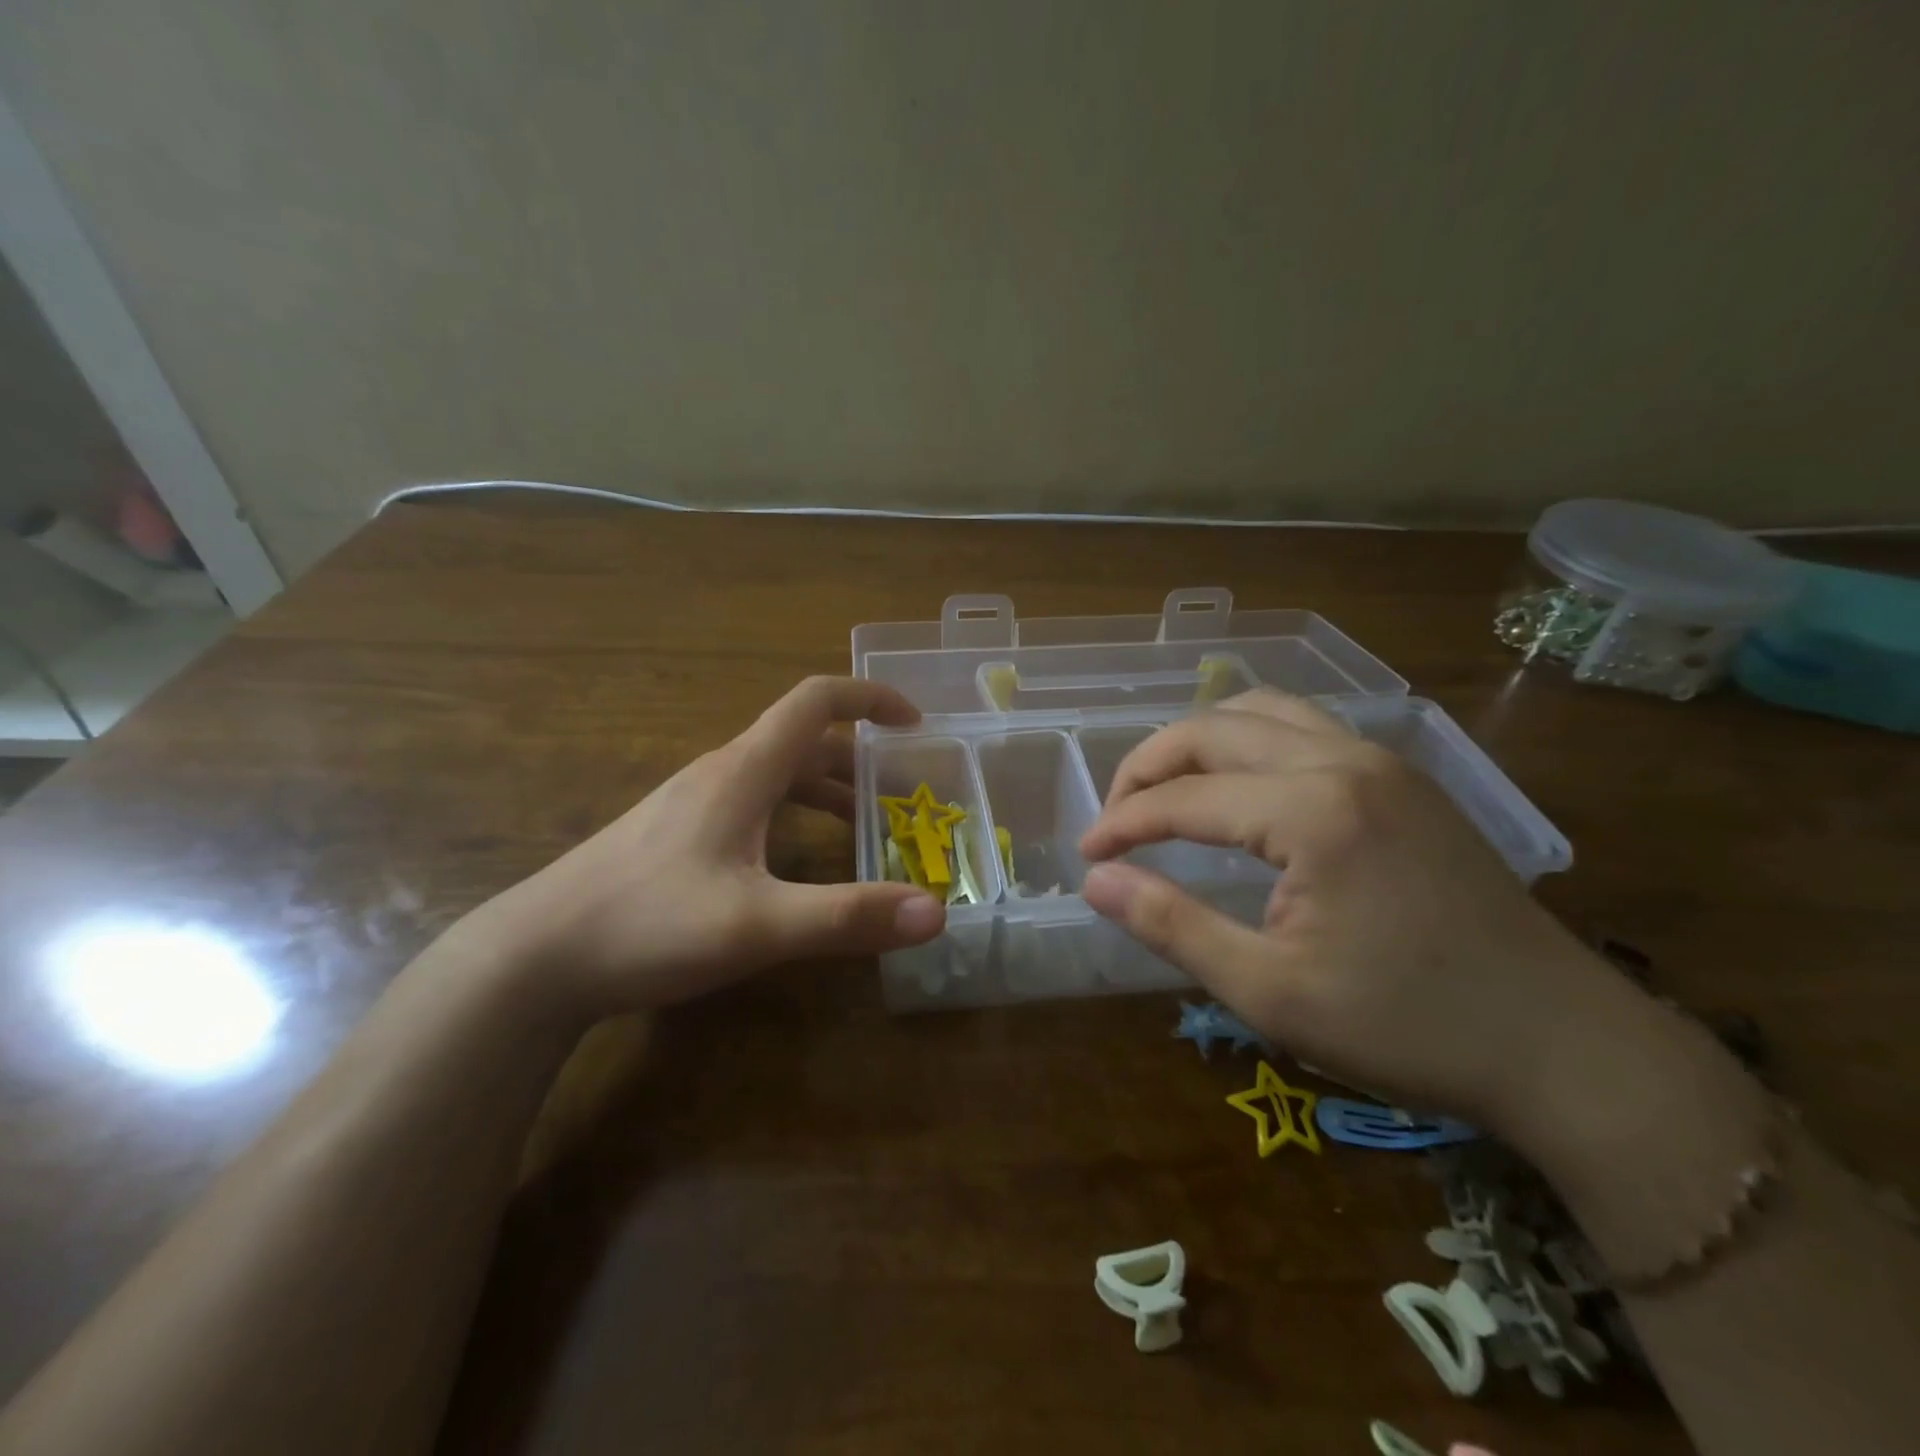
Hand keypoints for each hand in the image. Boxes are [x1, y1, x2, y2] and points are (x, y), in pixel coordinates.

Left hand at [469, 676, 945, 1017]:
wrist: (533, 959)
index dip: (869, 698)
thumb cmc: (647, 925)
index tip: (914, 722)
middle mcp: (720, 774)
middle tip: (903, 794)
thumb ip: (848, 917)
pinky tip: (796, 865)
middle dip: (860, 760)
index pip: (815, 701)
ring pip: (776, 778)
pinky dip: (793, 819)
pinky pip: (752, 807)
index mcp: (743, 771)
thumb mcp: (758, 926)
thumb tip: (936, 912)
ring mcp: (693, 804)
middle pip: (802, 743)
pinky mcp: (676, 836)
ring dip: (827, 793)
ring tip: (867, 831)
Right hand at [1077, 690, 1646, 1135]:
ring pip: (1260, 711)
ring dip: (1198, 741)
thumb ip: (1172, 925)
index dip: (1123, 824)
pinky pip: (1303, 726)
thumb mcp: (1270, 992)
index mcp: (1311, 811)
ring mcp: (1380, 761)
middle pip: (1212, 730)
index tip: (1087, 857)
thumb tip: (1096, 882)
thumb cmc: (1407, 1026)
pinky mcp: (1402, 777)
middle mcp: (1342, 761)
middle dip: (1147, 766)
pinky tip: (1238, 781)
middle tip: (1115, 817)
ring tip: (1165, 788)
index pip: (1183, 798)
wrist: (1561, 1043)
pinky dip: (1248, 738)